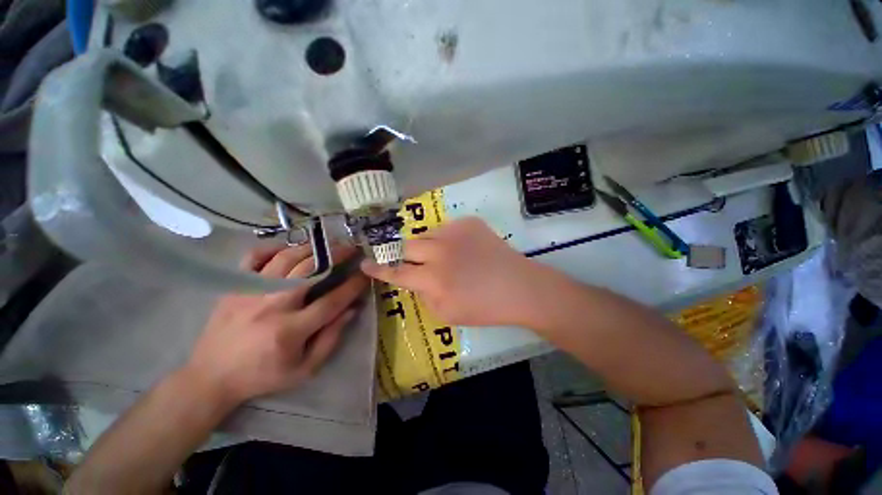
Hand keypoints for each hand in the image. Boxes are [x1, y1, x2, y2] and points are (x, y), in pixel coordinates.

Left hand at [184, 244, 368, 406]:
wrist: (211, 377)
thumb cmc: (263, 376)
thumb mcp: (304, 369)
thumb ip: (331, 338)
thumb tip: (352, 309)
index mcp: (290, 330)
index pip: (332, 301)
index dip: (352, 285)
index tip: (366, 274)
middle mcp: (272, 306)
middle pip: (310, 270)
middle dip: (335, 256)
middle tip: (350, 248)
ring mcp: (250, 292)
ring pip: (287, 259)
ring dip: (312, 248)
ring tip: (327, 245)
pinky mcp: (235, 287)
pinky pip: (254, 257)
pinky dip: (273, 248)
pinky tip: (288, 249)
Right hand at [361, 217, 546, 326]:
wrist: (519, 287)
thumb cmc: (484, 308)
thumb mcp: (446, 314)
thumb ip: (424, 294)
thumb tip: (415, 278)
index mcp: (434, 279)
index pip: (397, 272)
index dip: (378, 269)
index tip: (364, 263)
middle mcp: (440, 252)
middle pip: (406, 245)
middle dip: (404, 254)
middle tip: (414, 261)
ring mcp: (455, 232)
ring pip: (426, 234)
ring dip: (428, 246)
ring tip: (445, 256)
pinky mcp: (469, 222)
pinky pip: (446, 228)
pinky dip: (448, 239)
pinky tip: (462, 249)